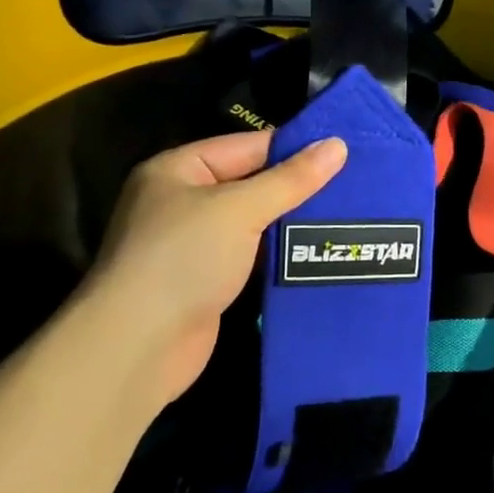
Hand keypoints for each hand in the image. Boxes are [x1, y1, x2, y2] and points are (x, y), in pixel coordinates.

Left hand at [74, 131, 346, 405]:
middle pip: (252, 184)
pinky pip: (251, 256)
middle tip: (354, 183)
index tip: (344, 150)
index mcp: (178, 169)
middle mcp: (182, 201)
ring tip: (348, 214)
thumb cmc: (184, 258)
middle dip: (297, 187)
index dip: (294, 148)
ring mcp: (194, 244)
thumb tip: (338, 145)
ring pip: (254, 223)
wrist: (138, 347)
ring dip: (292, 222)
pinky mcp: (207, 281)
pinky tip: (318, 251)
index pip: (247, 146)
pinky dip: (279, 254)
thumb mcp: (241, 208)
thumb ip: (291, 179)